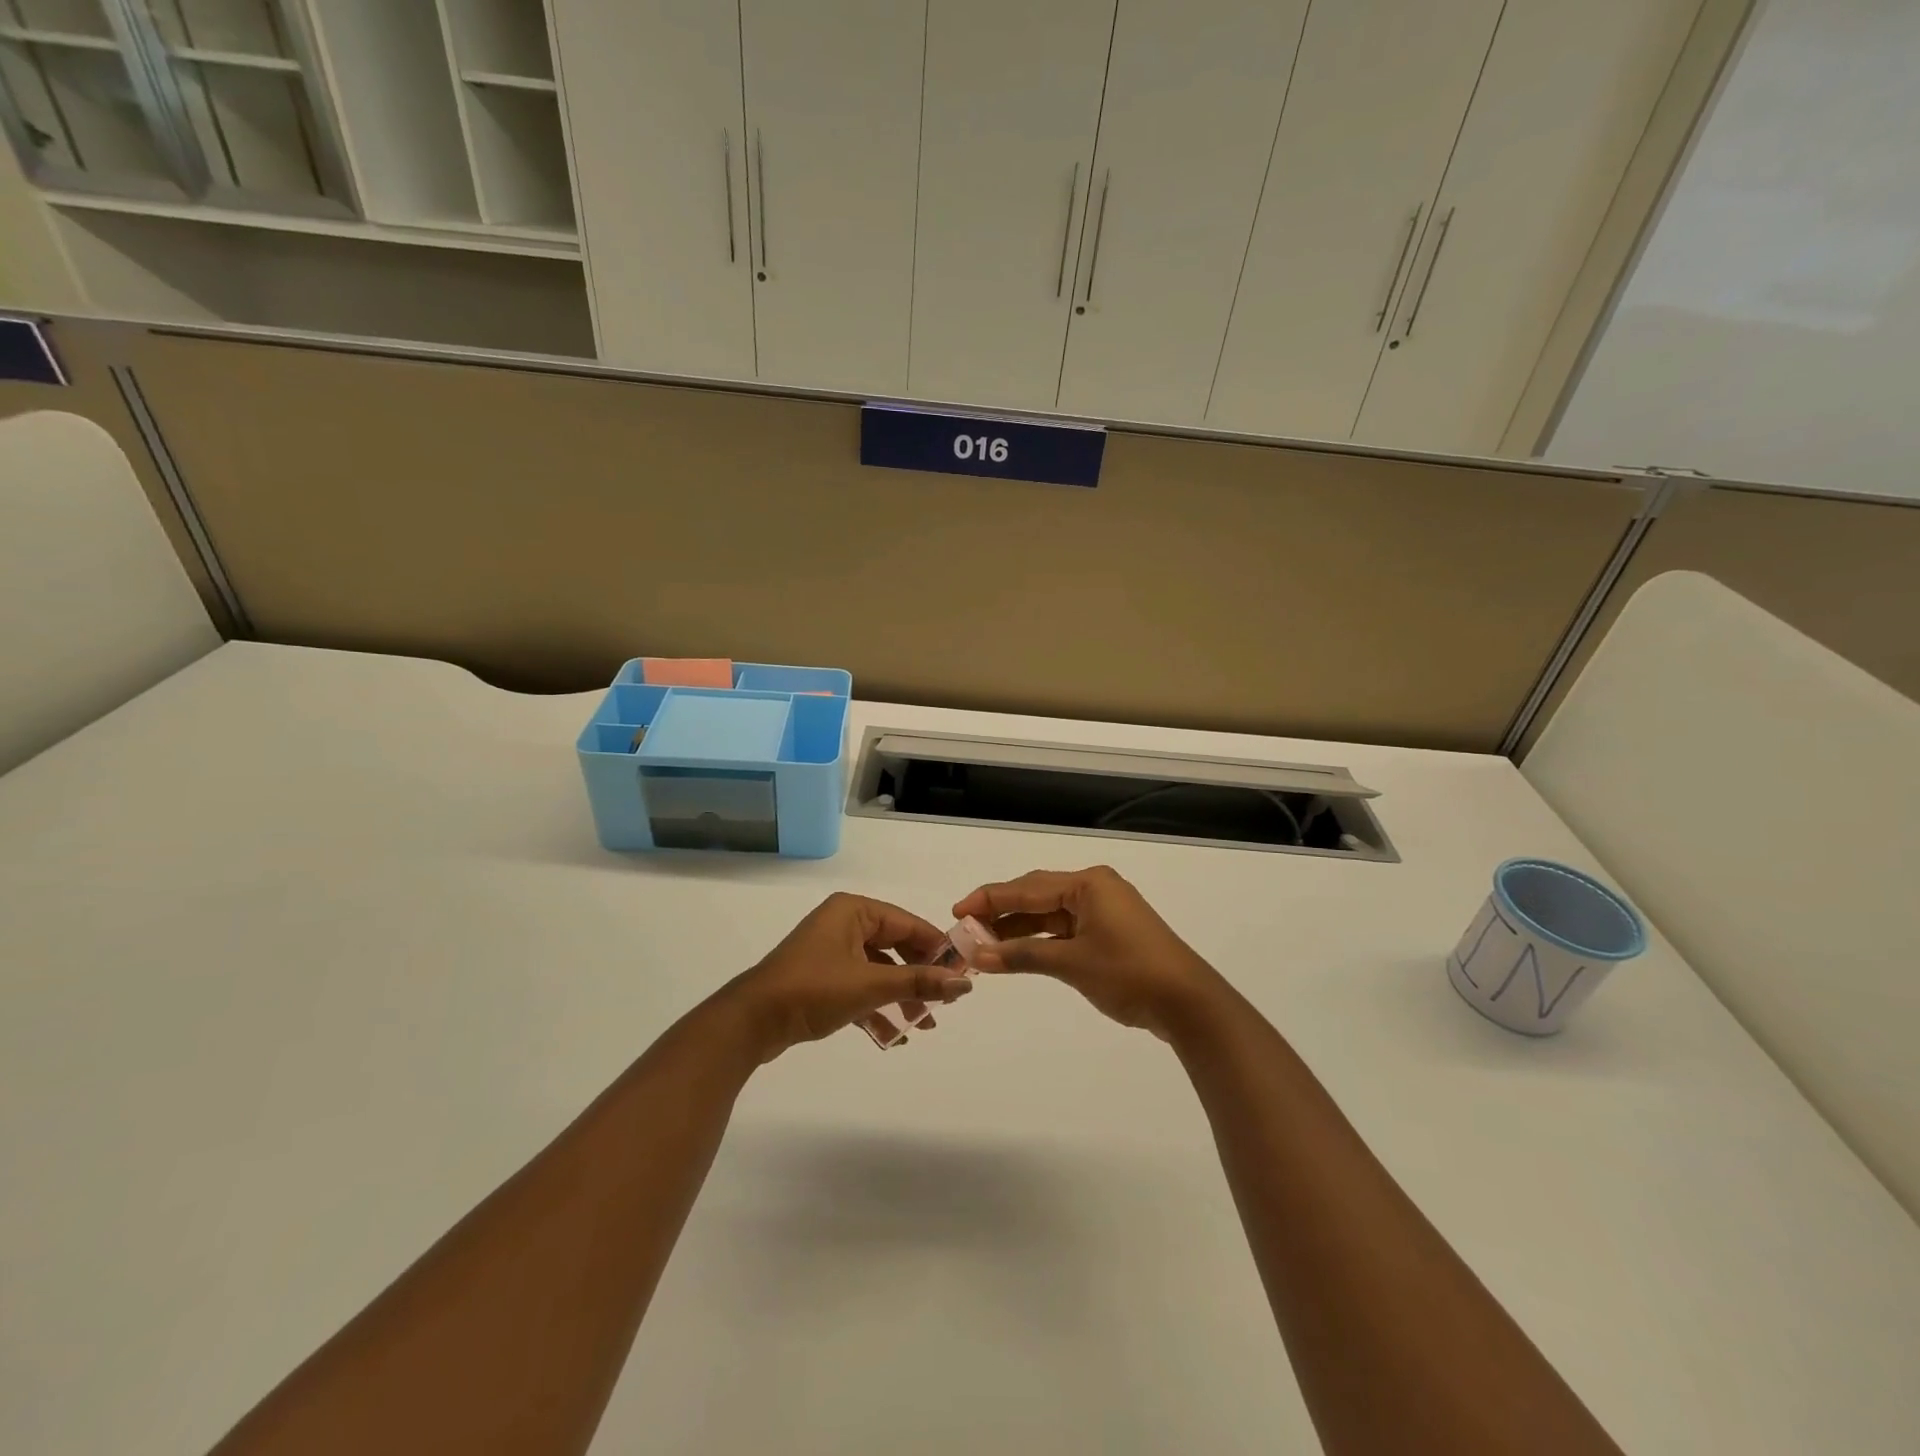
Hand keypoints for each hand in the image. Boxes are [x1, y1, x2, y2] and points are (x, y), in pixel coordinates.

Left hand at [723, 893, 973, 1060]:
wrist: (751, 1022)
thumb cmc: (813, 989)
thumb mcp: (870, 985)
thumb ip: (919, 982)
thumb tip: (965, 983)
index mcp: (854, 911)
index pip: (908, 923)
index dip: (937, 948)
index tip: (963, 973)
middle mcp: (843, 924)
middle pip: (895, 947)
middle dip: (919, 977)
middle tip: (944, 1002)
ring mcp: (831, 952)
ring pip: (878, 971)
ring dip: (901, 997)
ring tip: (924, 1025)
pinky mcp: (821, 978)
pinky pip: (860, 987)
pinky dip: (877, 1008)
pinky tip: (894, 1037)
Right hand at [954, 866, 1226, 1040]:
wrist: (1188, 1003)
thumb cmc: (1129, 973)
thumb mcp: (1072, 963)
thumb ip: (1023, 955)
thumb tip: (978, 954)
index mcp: (1088, 884)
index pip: (1027, 887)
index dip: (989, 899)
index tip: (957, 911)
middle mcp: (1094, 888)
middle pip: (1036, 896)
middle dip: (1001, 913)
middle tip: (965, 929)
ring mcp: (1104, 911)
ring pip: (1049, 914)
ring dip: (1018, 929)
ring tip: (983, 944)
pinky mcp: (1109, 933)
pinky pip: (1064, 929)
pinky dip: (1040, 941)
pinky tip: (1016, 952)